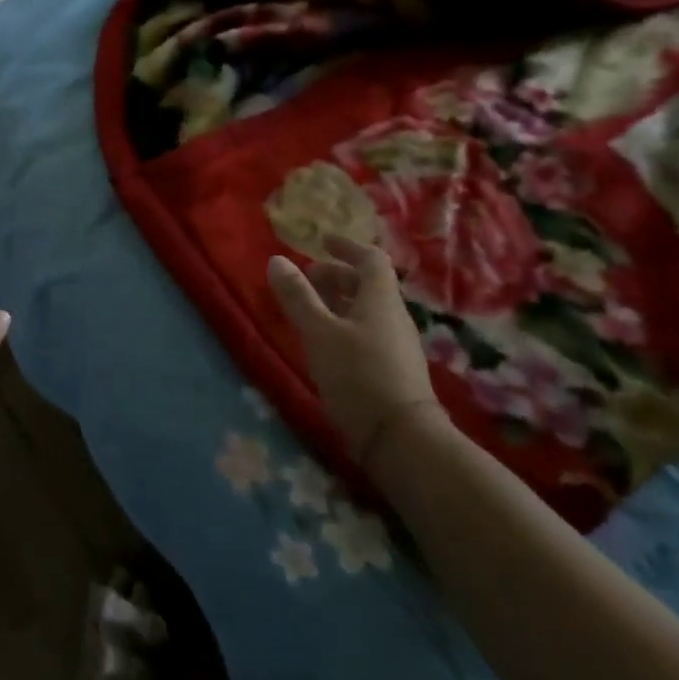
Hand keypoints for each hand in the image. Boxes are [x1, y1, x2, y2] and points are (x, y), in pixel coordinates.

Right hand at [267, 235, 447, 480]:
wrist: (401, 437)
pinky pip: (368, 332)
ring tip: (310, 310)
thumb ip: (297, 296)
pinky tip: (325, 343)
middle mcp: (393, 316)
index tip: (322, 242)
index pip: (370, 259)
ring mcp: (396, 344)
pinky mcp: (393, 369)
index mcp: (380, 299)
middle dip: (337, 276)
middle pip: (368, 284)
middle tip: (307, 279)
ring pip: (367, 310)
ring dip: (340, 301)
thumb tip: (277, 259)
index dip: (347, 247)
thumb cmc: (357, 373)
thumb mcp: (318, 332)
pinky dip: (345, 325)